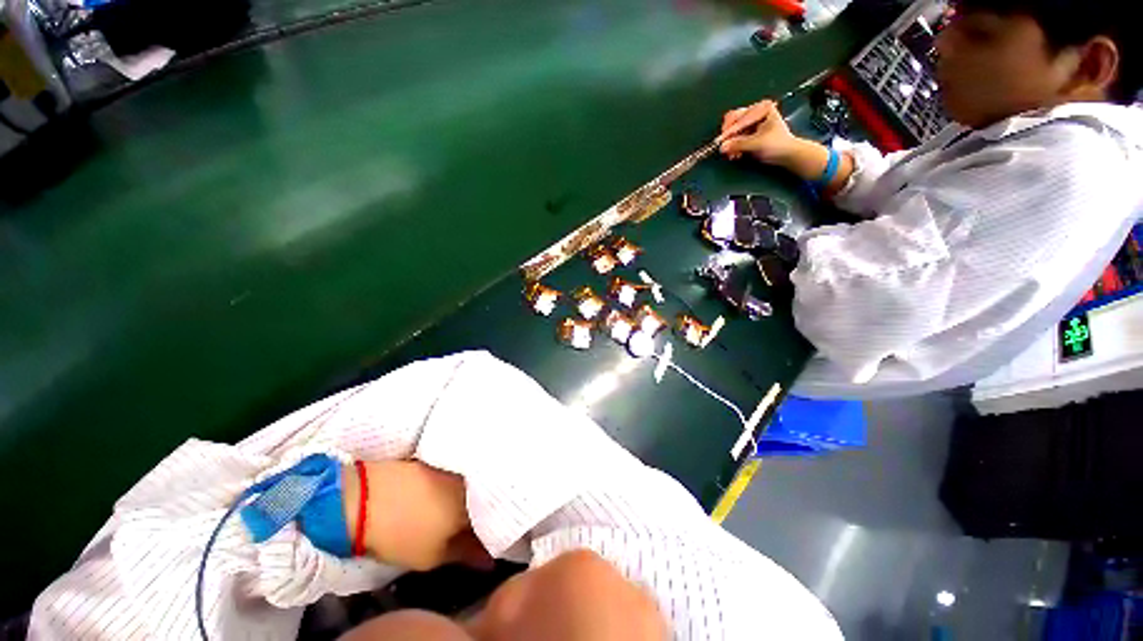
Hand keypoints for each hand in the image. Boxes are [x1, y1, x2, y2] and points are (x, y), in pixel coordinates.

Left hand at [342, 460, 492, 571]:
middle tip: (471, 526)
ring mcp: (452, 467)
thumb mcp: (433, 556)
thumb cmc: (401, 534)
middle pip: (483, 497)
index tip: (486, 541)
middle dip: (481, 511)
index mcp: (473, 504)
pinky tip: (443, 494)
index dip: (491, 530)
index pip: (493, 517)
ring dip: (467, 497)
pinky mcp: (437, 460)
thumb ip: (466, 554)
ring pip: (469, 484)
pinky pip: (456, 473)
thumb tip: (490, 561)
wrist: (364, 499)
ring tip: (456, 511)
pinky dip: (454, 485)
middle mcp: (469, 480)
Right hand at [717, 100, 796, 163]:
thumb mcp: (758, 144)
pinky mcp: (747, 132)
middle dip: (728, 136)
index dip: (730, 131)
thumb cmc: (778, 146)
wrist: (787, 155)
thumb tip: (722, 146)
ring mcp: (750, 122)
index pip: (740, 118)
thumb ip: (739, 144)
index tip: (721, 142)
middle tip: (725, 148)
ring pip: (731, 130)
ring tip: (732, 155)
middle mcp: (755, 111)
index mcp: (762, 108)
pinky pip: (733, 137)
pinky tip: (734, 154)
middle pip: (732, 120)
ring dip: (730, 143)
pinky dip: (732, 146)